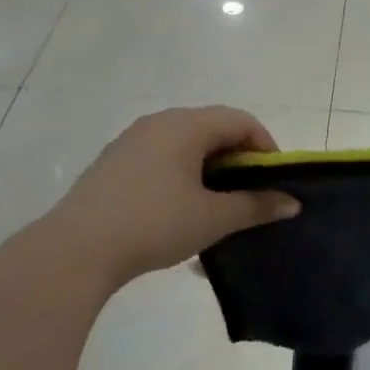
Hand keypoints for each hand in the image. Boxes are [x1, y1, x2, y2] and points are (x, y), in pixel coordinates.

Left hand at [33, 107, 300, 295]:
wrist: (77, 248)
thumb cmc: (155, 224)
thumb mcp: (214, 218)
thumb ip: (256, 206)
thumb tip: (292, 203)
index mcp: (185, 125)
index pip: (240, 120)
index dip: (266, 146)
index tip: (274, 181)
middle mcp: (158, 123)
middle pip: (212, 129)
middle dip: (239, 159)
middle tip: (251, 195)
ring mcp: (131, 141)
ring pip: (185, 145)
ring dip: (210, 169)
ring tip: (218, 206)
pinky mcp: (114, 164)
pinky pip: (161, 158)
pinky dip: (183, 175)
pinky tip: (181, 210)